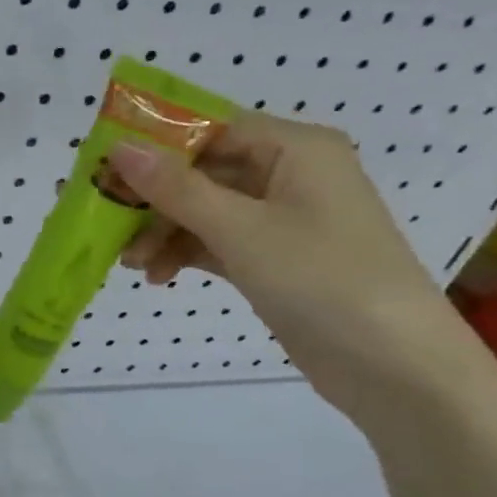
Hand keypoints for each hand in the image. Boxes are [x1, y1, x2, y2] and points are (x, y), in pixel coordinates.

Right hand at [95, 112, 469, 420]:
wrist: (395, 367)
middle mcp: (290, 174)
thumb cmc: (322, 278)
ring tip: (130, 264)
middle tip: (102, 221)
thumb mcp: (241, 229)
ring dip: (163, 232)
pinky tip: (158, 276)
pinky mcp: (275, 258)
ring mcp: (283, 219)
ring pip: (204, 210)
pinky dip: (185, 254)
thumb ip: (176, 188)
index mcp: (295, 149)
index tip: (102, 169)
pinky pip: (217, 241)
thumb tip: (119, 148)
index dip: (154, 146)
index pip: (209, 130)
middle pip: (202, 172)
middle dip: (153, 200)